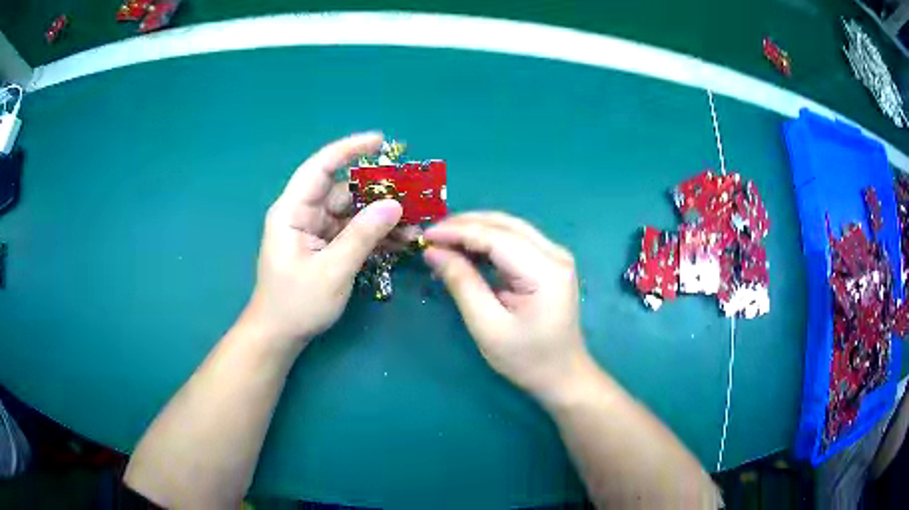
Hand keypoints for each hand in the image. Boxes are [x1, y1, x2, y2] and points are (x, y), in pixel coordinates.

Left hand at [243, 133, 404, 351]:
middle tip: (413, 197)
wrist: (281, 335)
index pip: (320, 168)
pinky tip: (400, 241)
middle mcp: (303, 214)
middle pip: (343, 191)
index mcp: (292, 211)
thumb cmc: (297, 303)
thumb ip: (362, 236)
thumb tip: (394, 204)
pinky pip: (353, 231)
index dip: (348, 149)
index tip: (380, 141)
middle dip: (378, 193)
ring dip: (381, 218)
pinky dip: (375, 235)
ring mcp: (315, 230)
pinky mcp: (325, 246)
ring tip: (414, 226)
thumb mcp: (332, 271)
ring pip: (352, 212)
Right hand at [422, 213, 591, 401]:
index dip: (457, 232)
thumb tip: (434, 252)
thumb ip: (462, 284)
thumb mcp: (488, 326)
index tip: (425, 236)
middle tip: (430, 236)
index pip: (495, 237)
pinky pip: (514, 241)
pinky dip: (487, 242)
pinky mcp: (549, 262)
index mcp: (545, 270)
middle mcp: (555, 254)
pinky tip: (465, 251)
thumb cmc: (527, 359)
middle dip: (464, 225)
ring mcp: (555, 255)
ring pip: (508, 228)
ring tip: (442, 242)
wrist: (562, 375)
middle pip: (504, 224)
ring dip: (474, 230)